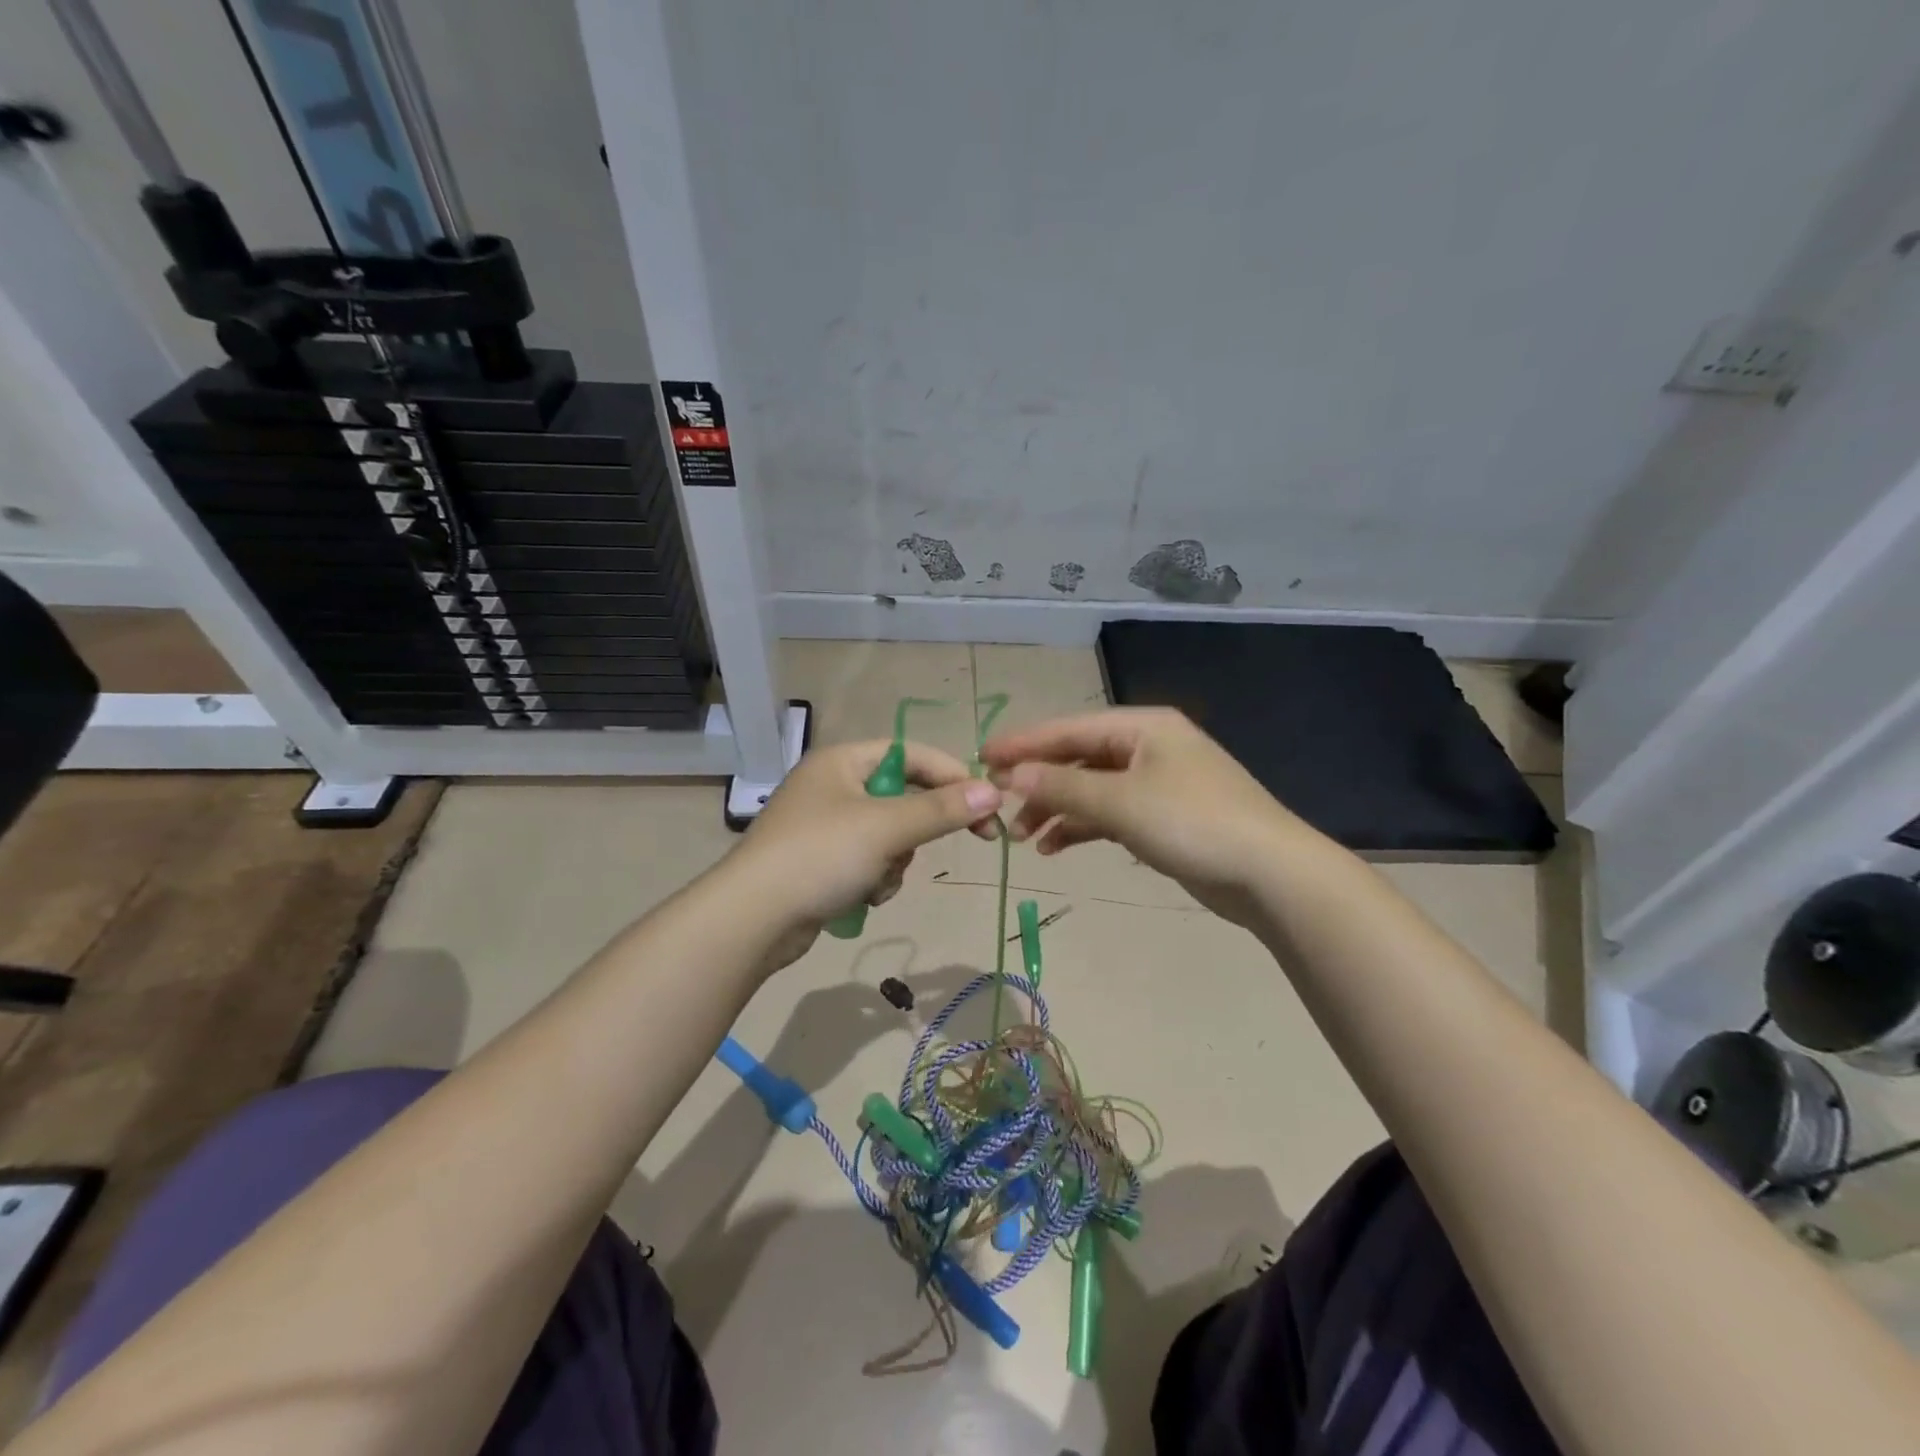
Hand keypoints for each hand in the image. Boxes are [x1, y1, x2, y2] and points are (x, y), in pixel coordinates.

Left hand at [725, 739, 1001, 969]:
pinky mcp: (821, 862)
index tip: (988, 805)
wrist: (753, 920)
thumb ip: (941, 808)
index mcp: (842, 761)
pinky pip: (869, 861)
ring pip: (890, 836)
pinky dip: (875, 879)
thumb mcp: (887, 828)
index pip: (912, 754)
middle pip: (903, 796)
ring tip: (877, 880)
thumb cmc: (820, 856)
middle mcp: (833, 785)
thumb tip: (993, 791)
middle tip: (969, 840)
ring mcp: (825, 826)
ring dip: (895, 861)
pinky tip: (861, 897)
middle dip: (919, 829)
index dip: (953, 775)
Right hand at [981, 708, 1305, 925]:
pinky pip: (1110, 813)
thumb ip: (1063, 785)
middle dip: (1039, 781)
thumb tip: (1012, 775)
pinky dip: (1082, 826)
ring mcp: (1158, 782)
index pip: (1069, 728)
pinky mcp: (1163, 817)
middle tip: (999, 804)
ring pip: (1091, 787)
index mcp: (1143, 726)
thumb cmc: (1194, 823)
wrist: (1270, 875)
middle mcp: (1149, 746)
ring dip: (1057, 808)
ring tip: (1022, 836)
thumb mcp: (1122, 801)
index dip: (1024, 743)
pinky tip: (1056, 847)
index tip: (981, 757)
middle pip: (1078, 756)